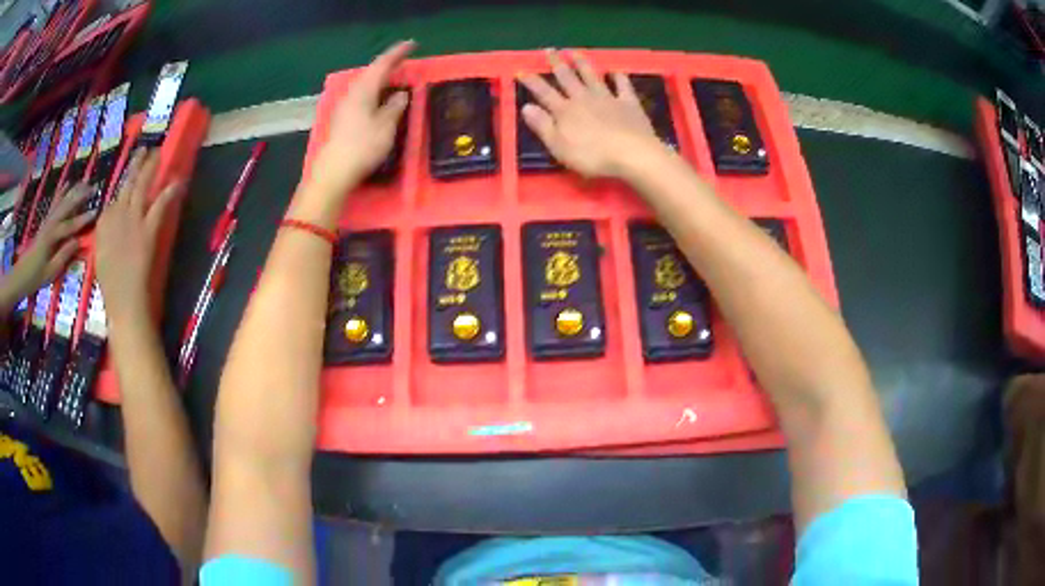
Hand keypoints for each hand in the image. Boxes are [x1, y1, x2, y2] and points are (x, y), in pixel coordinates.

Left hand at [5, 184, 92, 299]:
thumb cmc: (36, 277)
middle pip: (67, 206)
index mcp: (52, 237)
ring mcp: (47, 220)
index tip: (96, 211)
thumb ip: (63, 256)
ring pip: (62, 201)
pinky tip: (67, 183)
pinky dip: (61, 191)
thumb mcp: (50, 272)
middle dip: (80, 196)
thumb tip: (77, 242)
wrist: (21, 274)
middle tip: (94, 187)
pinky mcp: (45, 221)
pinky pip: (55, 202)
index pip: (70, 226)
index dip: (83, 219)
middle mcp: (51, 224)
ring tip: (85, 181)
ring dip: (74, 190)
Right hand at [95, 149, 181, 321]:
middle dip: (136, 165)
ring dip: (151, 168)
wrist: (123, 300)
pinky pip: (160, 204)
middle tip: (145, 150)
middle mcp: (117, 214)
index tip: (129, 178)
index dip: (123, 188)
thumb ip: (106, 236)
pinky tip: (178, 180)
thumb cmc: (111, 286)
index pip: (113, 200)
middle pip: (127, 184)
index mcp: (103, 223)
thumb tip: (112, 225)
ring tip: (159, 154)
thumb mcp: (101, 256)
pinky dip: (170, 191)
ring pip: (142, 186)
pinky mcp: (148, 228)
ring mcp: (133, 219)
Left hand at [309, 40, 414, 194]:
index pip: (382, 64)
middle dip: (388, 64)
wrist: (333, 172)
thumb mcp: (386, 126)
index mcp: (364, 90)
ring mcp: (344, 106)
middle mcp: (352, 93)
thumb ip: (395, 107)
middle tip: (404, 60)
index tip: (412, 44)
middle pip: (371, 72)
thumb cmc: (362, 147)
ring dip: (380, 78)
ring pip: (365, 84)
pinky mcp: (342, 118)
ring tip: (395, 77)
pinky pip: (361, 95)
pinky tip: (379, 97)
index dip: (397, 53)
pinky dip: (374, 90)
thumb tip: (401, 95)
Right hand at [519, 49, 665, 179]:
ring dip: (582, 63)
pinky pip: (623, 86)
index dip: (532, 81)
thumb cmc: (592, 156)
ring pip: (592, 76)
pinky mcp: (629, 103)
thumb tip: (526, 106)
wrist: (632, 154)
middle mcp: (584, 98)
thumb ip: (542, 125)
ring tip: (574, 52)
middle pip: (568, 78)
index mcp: (565, 110)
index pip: (544, 92)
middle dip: (557, 63)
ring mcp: (608, 98)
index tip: (521, 70)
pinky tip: (616, 71)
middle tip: (550, 50)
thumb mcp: (559, 146)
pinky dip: (619, 77)